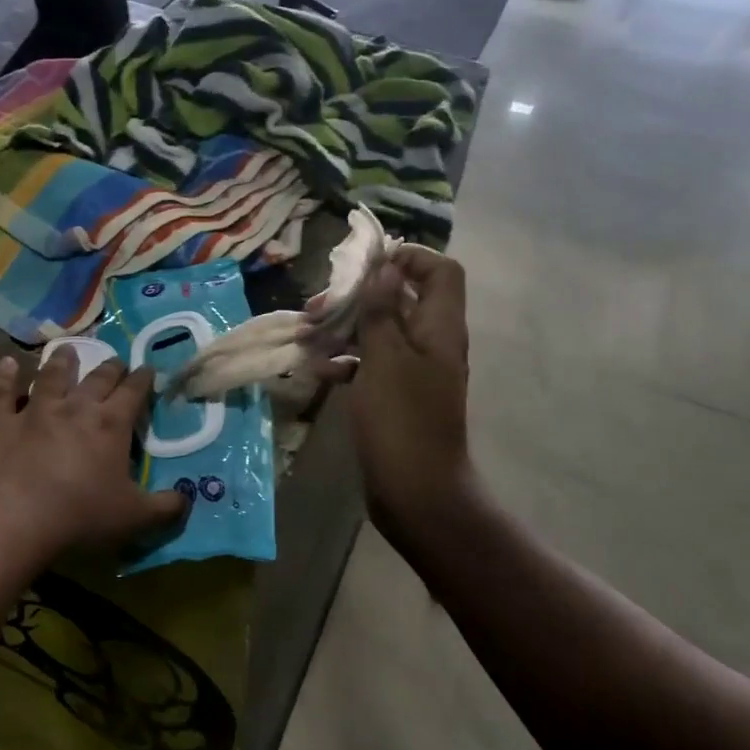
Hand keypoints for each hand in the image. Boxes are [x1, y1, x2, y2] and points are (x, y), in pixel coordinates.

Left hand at [0, 349, 187, 563]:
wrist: (13, 520)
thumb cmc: (80, 516)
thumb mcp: (134, 518)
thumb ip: (165, 508)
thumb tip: (187, 499)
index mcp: (111, 424)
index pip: (133, 391)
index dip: (143, 378)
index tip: (148, 369)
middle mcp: (76, 407)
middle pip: (98, 378)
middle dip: (111, 367)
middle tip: (117, 361)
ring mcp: (36, 410)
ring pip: (52, 376)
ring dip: (62, 361)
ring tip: (68, 350)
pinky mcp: (2, 422)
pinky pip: (4, 392)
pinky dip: (6, 376)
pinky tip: (8, 363)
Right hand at [347, 245, 475, 537]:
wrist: (416, 491)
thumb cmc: (401, 420)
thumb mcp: (386, 357)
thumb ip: (383, 310)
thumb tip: (385, 266)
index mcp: (440, 327)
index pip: (440, 271)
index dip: (408, 257)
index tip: (366, 265)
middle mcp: (432, 343)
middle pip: (402, 298)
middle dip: (361, 295)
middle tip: (321, 303)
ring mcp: (414, 372)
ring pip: (381, 332)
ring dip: (347, 328)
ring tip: (309, 335)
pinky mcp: (397, 396)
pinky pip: (373, 364)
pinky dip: (348, 361)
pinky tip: (320, 369)